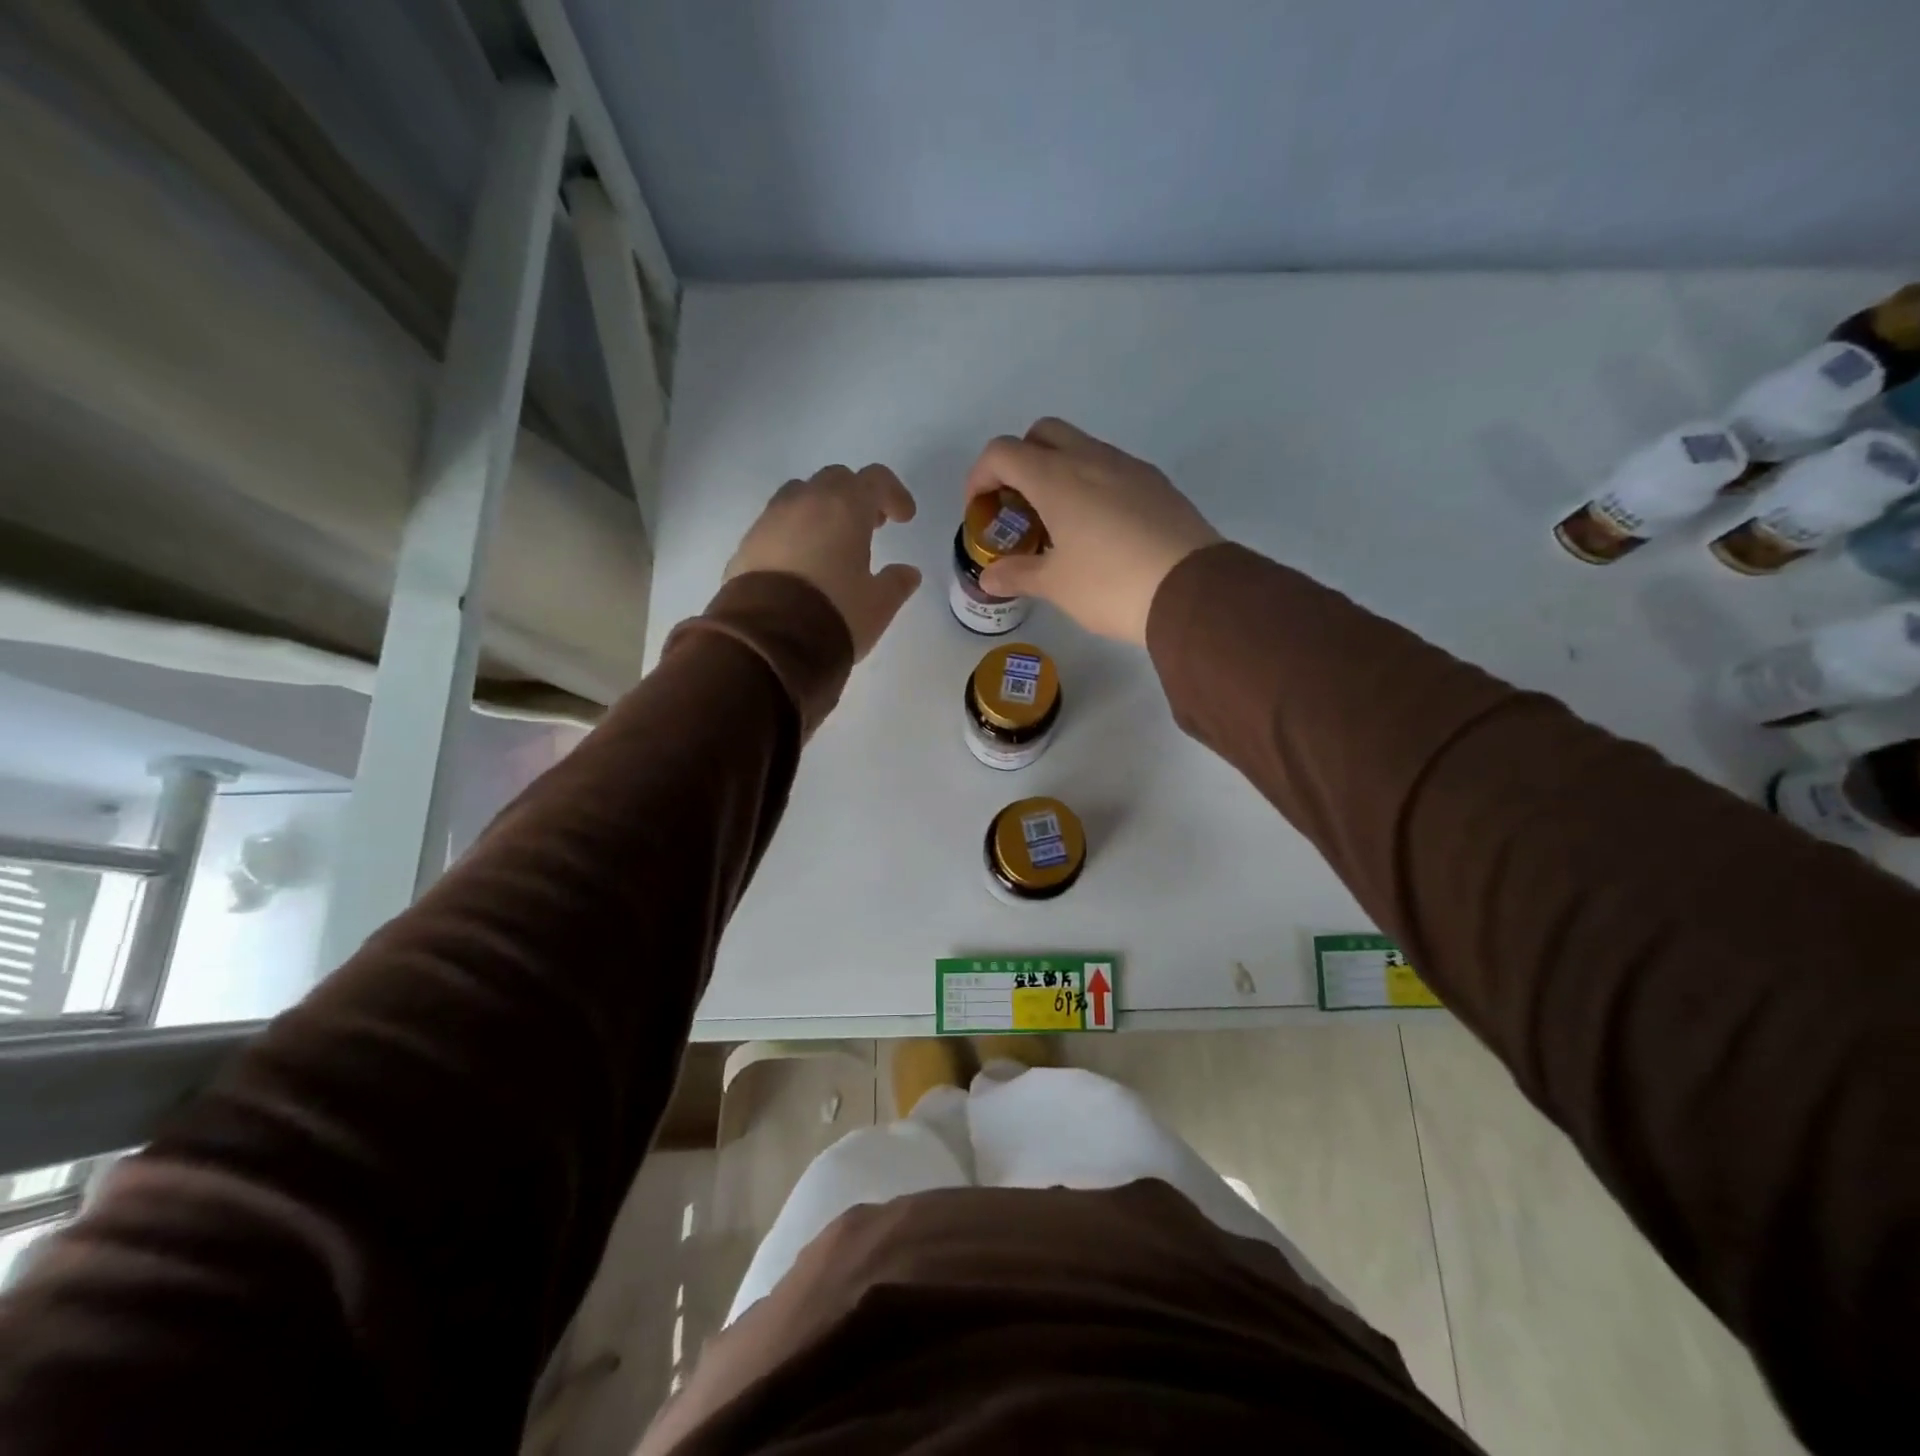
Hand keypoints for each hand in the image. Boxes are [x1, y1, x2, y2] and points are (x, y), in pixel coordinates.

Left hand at [725, 463, 921, 659]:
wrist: (768, 641)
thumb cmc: (834, 614)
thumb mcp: (878, 605)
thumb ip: (896, 583)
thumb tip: (908, 573)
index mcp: (844, 507)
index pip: (875, 479)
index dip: (894, 494)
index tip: (904, 518)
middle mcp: (805, 502)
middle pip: (835, 480)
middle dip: (856, 497)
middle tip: (870, 526)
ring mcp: (770, 519)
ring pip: (800, 495)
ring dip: (821, 510)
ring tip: (832, 543)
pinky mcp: (747, 543)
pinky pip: (776, 524)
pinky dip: (794, 532)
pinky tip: (801, 564)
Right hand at [964, 418, 1221, 644]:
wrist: (1192, 591)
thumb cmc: (1110, 585)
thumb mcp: (1055, 585)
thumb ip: (1016, 574)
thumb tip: (988, 577)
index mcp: (1057, 478)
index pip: (1003, 452)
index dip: (981, 476)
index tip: (981, 509)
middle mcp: (1091, 459)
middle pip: (1043, 433)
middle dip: (1020, 461)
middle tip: (1019, 505)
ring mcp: (1129, 466)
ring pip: (1081, 447)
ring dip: (1058, 471)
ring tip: (1058, 521)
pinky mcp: (1156, 482)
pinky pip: (1111, 467)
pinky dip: (1091, 483)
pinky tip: (1098, 528)